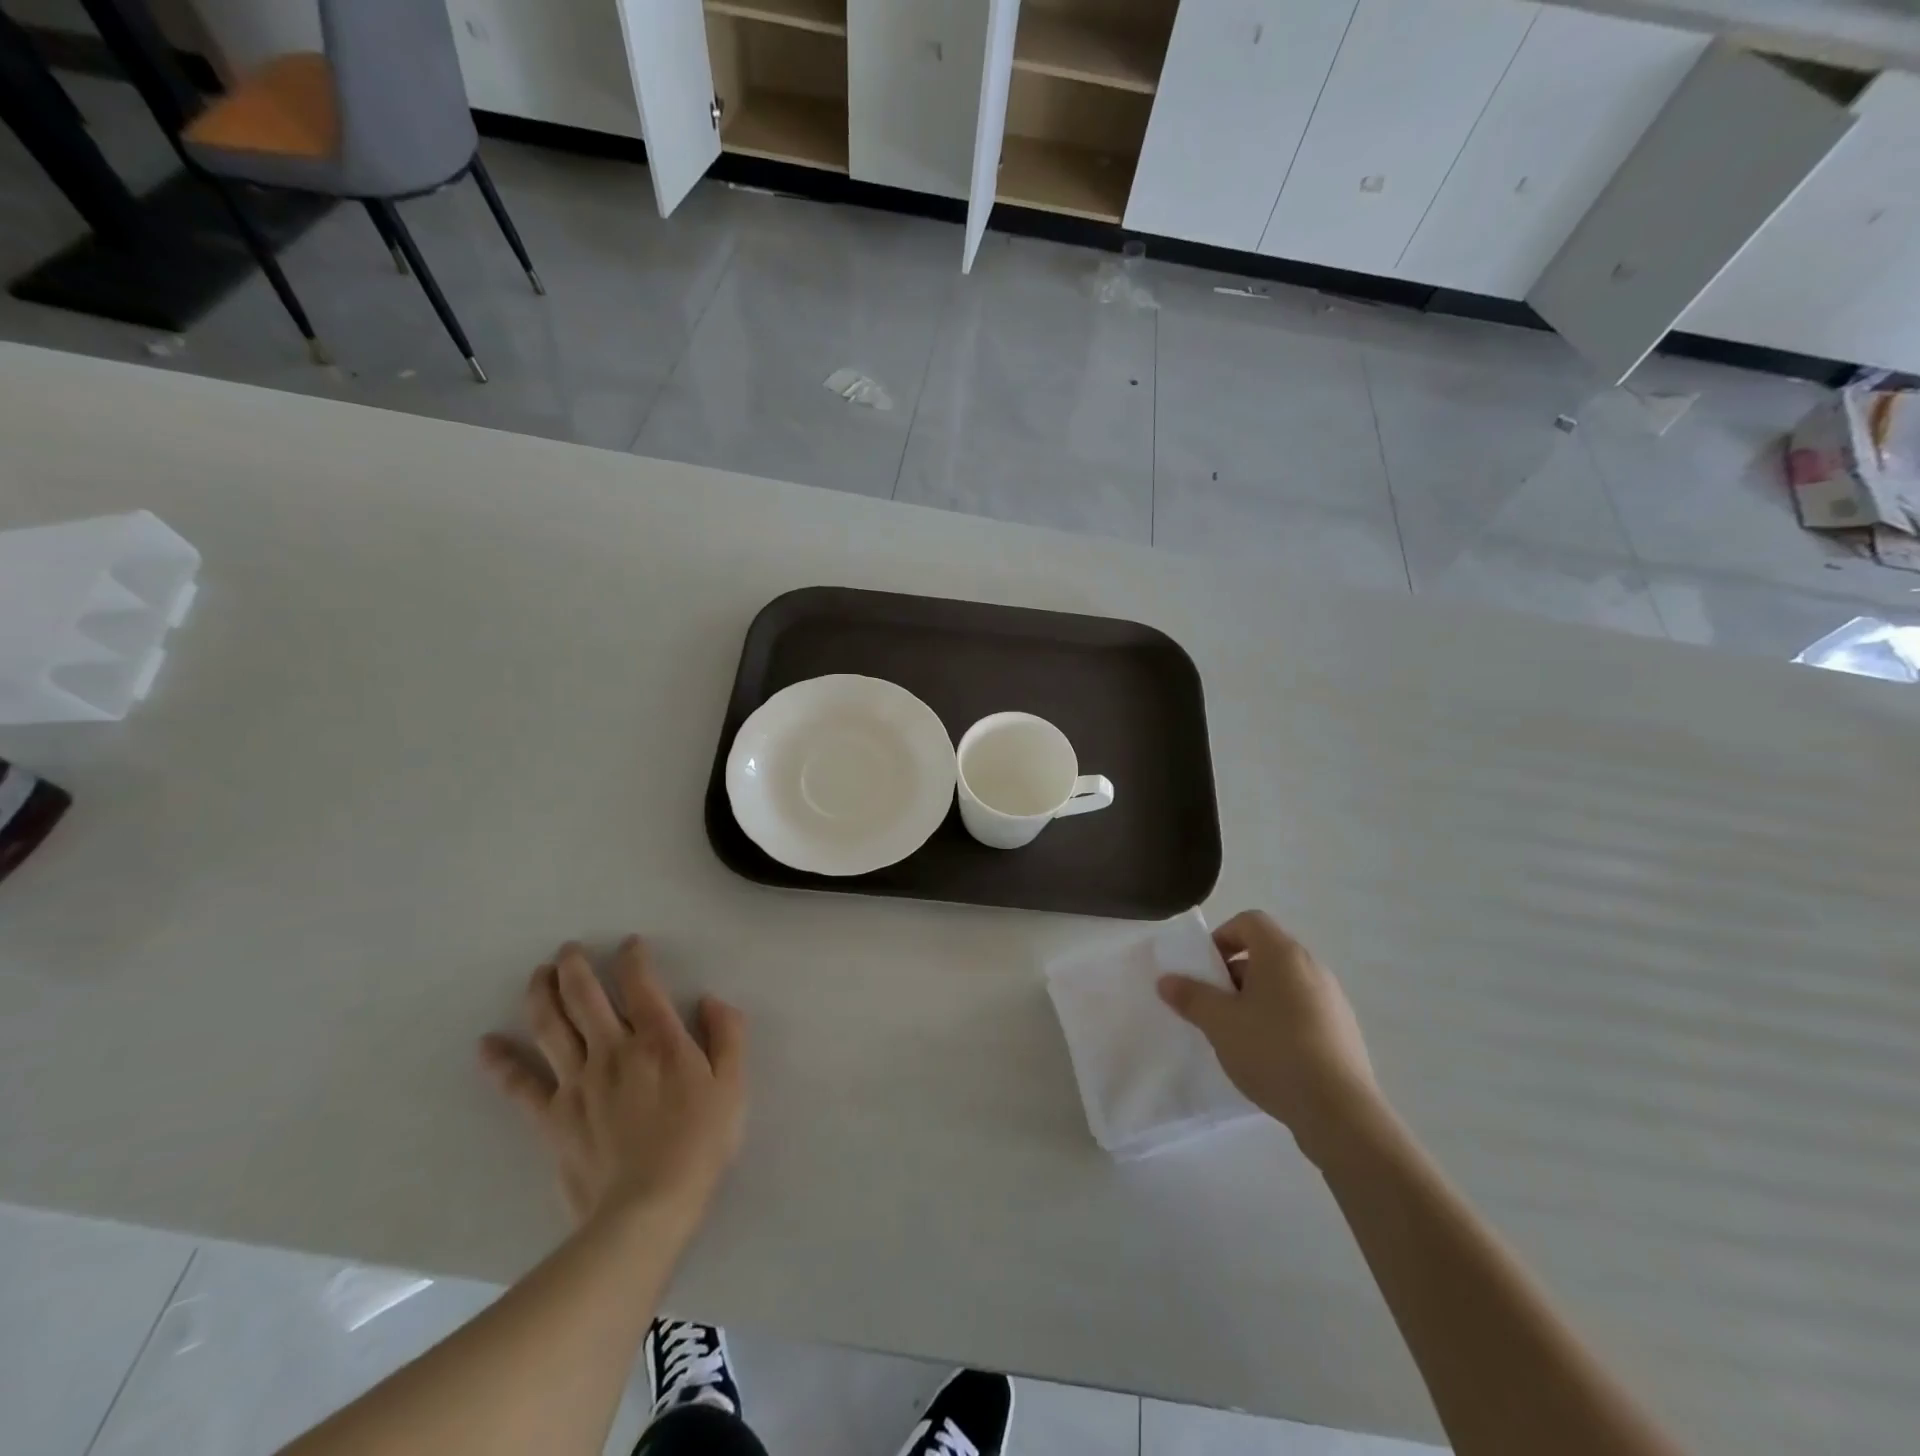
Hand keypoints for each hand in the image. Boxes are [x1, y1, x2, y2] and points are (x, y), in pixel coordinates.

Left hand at [480, 936, 746, 1228]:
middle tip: (567, 950)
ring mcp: (576, 1082)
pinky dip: (501, 1062)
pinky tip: (486, 1044)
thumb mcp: (732, 1085)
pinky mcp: (551, 1117)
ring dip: (540, 995)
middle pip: (584, 997)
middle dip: (574, 966)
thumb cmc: (699, 1144)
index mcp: (659, 1039)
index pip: (641, 983)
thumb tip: (712, 999)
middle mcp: (613, 1049)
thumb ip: (727, 1035)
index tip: (629, 944)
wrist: (646, 1209)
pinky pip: (520, 1085)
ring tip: (537, 974)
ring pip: (551, 1026)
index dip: (633, 958)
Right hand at [1157, 910, 1380, 1163]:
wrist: (1339, 1111)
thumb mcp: (1219, 1022)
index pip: (1249, 921)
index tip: (1206, 969)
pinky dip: (1282, 1020)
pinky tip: (1271, 1057)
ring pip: (1285, 984)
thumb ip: (1190, 996)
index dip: (1222, 937)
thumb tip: (1166, 980)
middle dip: (1235, 973)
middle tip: (1216, 1005)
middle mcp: (1311, 966)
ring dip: (1257, 999)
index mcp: (1282, 953)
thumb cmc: (1272, 1050)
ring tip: (1240, 1035)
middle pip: (1266, 953)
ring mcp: (1333, 999)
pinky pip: (1304, 1010)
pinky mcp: (1344, 1031)